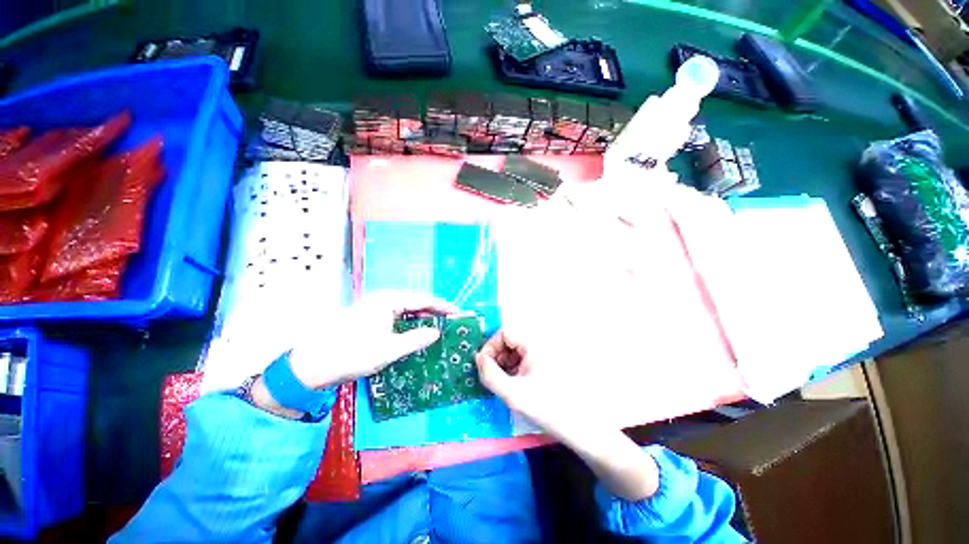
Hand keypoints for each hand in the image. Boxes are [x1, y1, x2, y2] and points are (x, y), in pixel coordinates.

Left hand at [288, 292, 455, 388]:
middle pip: (414, 302)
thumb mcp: (389, 349)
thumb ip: (416, 338)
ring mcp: (374, 308)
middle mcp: (382, 299)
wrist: (311, 365)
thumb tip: (436, 332)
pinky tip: (416, 331)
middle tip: (450, 319)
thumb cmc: (353, 354)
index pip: (422, 299)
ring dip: (421, 317)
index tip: (457, 312)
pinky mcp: (368, 318)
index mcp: (388, 300)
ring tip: (438, 325)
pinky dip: (408, 323)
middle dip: (433, 310)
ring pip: (405, 310)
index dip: (442, 306)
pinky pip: (396, 316)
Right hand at [475, 330, 588, 443]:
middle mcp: (540, 343)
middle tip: (492, 374)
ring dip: (505, 361)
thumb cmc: (547, 408)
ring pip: (517, 348)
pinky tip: (515, 383)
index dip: (491, 346)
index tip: (484, 365)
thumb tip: (479, 359)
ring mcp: (545, 352)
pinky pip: (525, 357)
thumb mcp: (513, 394)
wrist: (581, 426)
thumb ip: (491, 375)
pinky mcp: (547, 362)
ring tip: (503, 381)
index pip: (505, 332)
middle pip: (511, 339)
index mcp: (534, 344)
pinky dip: (515, 367)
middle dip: (497, 354)